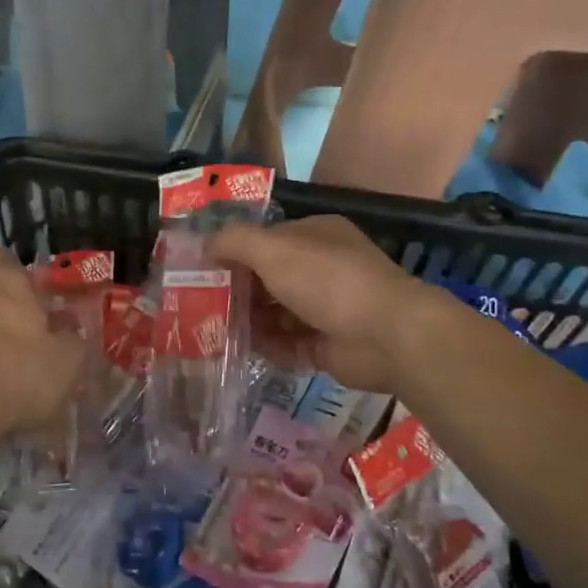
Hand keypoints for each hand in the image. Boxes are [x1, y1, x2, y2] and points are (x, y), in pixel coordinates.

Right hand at [211, 216, 427, 393]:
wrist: (388, 336)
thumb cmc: (328, 280)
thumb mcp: (273, 249)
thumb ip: (234, 242)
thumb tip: (205, 246)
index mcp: (315, 236)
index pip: (266, 239)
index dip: (234, 251)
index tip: (201, 268)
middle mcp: (321, 268)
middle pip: (268, 278)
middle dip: (236, 290)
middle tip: (199, 304)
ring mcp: (326, 309)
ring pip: (276, 313)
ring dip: (247, 321)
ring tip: (210, 331)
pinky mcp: (327, 346)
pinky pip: (288, 345)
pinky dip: (266, 347)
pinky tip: (238, 351)